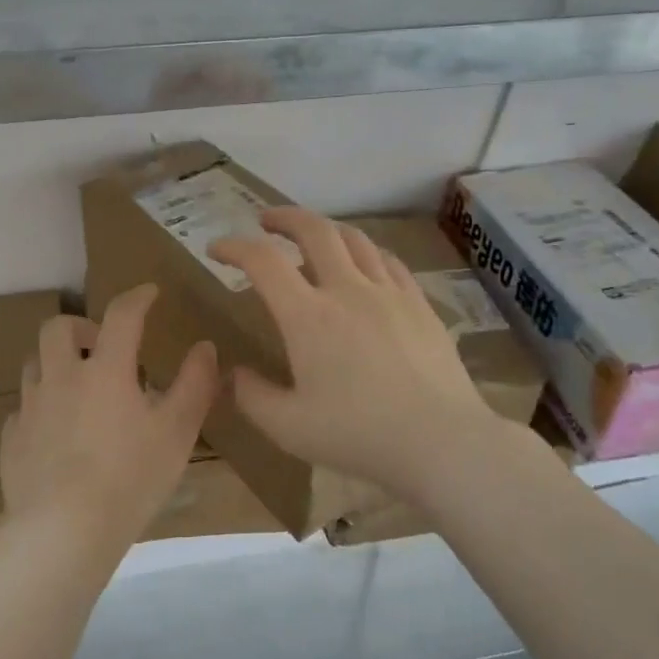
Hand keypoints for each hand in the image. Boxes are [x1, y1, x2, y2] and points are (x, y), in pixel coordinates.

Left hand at [0, 284, 217, 547]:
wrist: (64, 531)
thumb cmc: (130, 478)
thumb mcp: (177, 432)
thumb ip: (195, 385)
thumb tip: (205, 347)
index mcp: (105, 370)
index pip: (121, 315)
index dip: (137, 297)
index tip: (150, 294)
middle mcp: (61, 378)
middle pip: (57, 328)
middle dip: (81, 326)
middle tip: (101, 345)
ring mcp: (31, 409)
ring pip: (34, 365)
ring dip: (56, 364)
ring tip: (78, 387)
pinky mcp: (12, 441)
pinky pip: (23, 410)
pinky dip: (41, 409)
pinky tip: (55, 432)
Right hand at [209, 208, 503, 501]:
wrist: (441, 440)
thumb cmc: (359, 435)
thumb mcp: (289, 427)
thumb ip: (252, 397)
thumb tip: (235, 374)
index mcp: (308, 316)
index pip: (263, 262)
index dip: (234, 247)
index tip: (217, 249)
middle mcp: (348, 290)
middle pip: (314, 230)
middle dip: (284, 218)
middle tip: (266, 221)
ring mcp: (389, 293)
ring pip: (355, 239)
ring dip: (326, 230)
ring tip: (313, 238)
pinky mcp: (420, 304)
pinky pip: (389, 261)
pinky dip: (366, 252)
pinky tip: (365, 265)